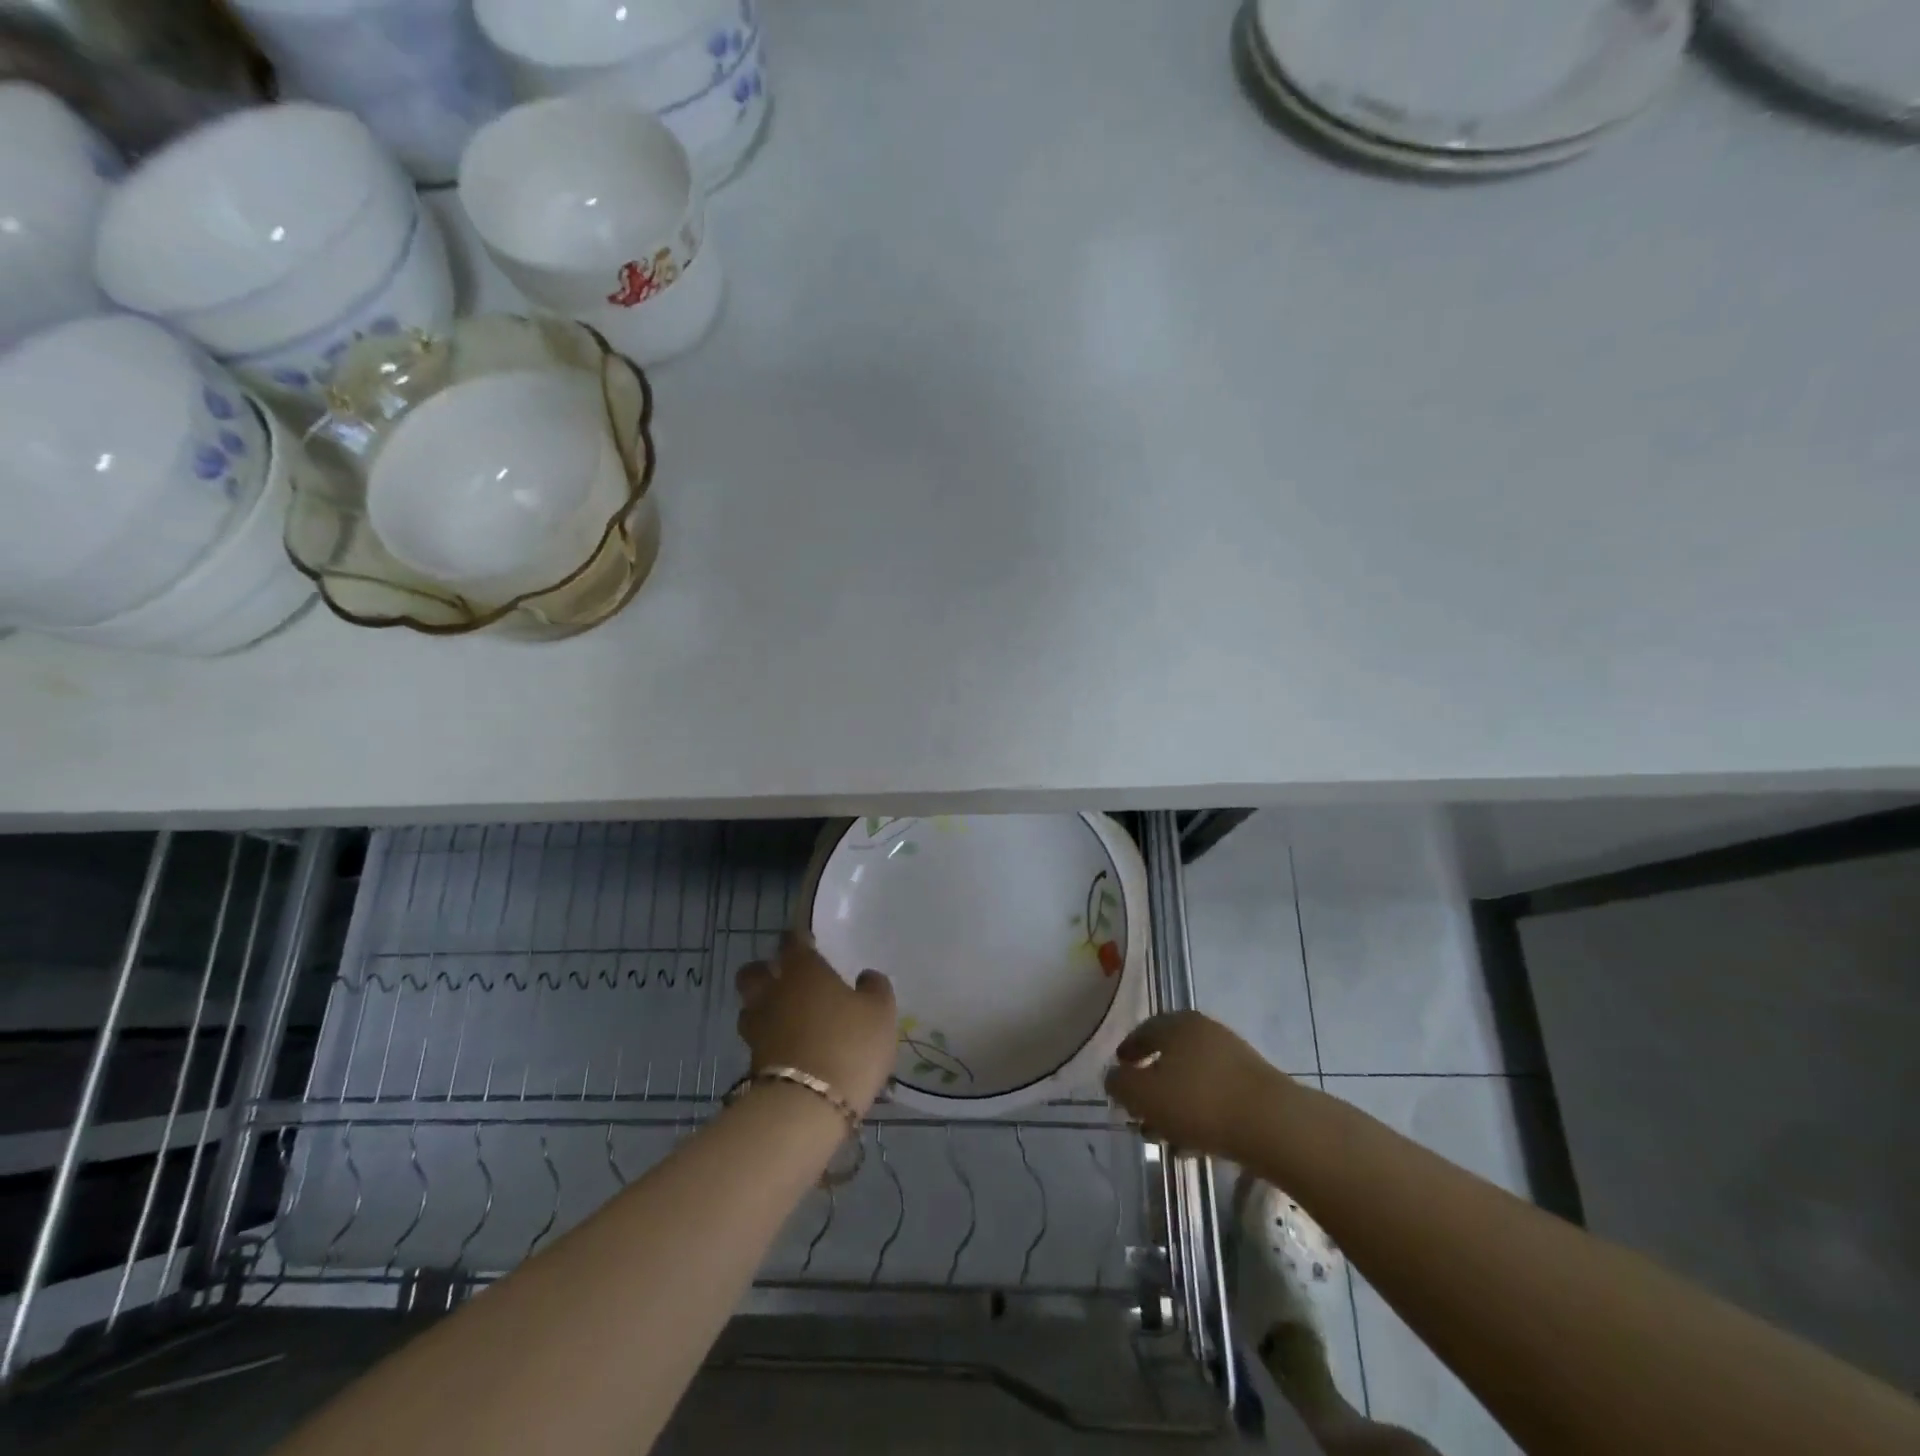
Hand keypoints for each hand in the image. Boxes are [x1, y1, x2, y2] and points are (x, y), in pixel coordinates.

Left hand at [736, 933, 897, 1114]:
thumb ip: (874, 988)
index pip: (791, 942)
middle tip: (785, 978)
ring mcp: (758, 1029)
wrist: (807, 1107)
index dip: (798, 939)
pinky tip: (789, 1049)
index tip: (807, 942)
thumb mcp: (880, 1013)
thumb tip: (866, 976)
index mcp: (802, 971)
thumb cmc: (849, 1045)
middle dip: (765, 971)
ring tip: (785, 1017)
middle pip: (753, 972)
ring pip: (750, 1008)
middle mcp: (773, 993)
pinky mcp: (752, 1064)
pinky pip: (758, 1041)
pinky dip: (770, 1041)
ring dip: (763, 1008)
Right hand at [1104, 1011, 1295, 1161]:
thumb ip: (1120, 1084)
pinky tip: (1193, 1144)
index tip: (1119, 1072)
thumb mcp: (1144, 1095)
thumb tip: (1114, 1076)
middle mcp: (1204, 1031)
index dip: (1127, 1052)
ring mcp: (1233, 1057)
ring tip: (1163, 1137)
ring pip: (1192, 1078)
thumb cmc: (1199, 1102)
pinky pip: (1215, 1095)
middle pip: (1169, 1055)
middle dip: (1151, 1084)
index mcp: (1177, 1024)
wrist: (1273, 1125)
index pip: (1143, 1031)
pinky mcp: (1254, 1085)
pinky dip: (1199, 1113)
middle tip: (1138, 1110)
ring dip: (1174, 1104)